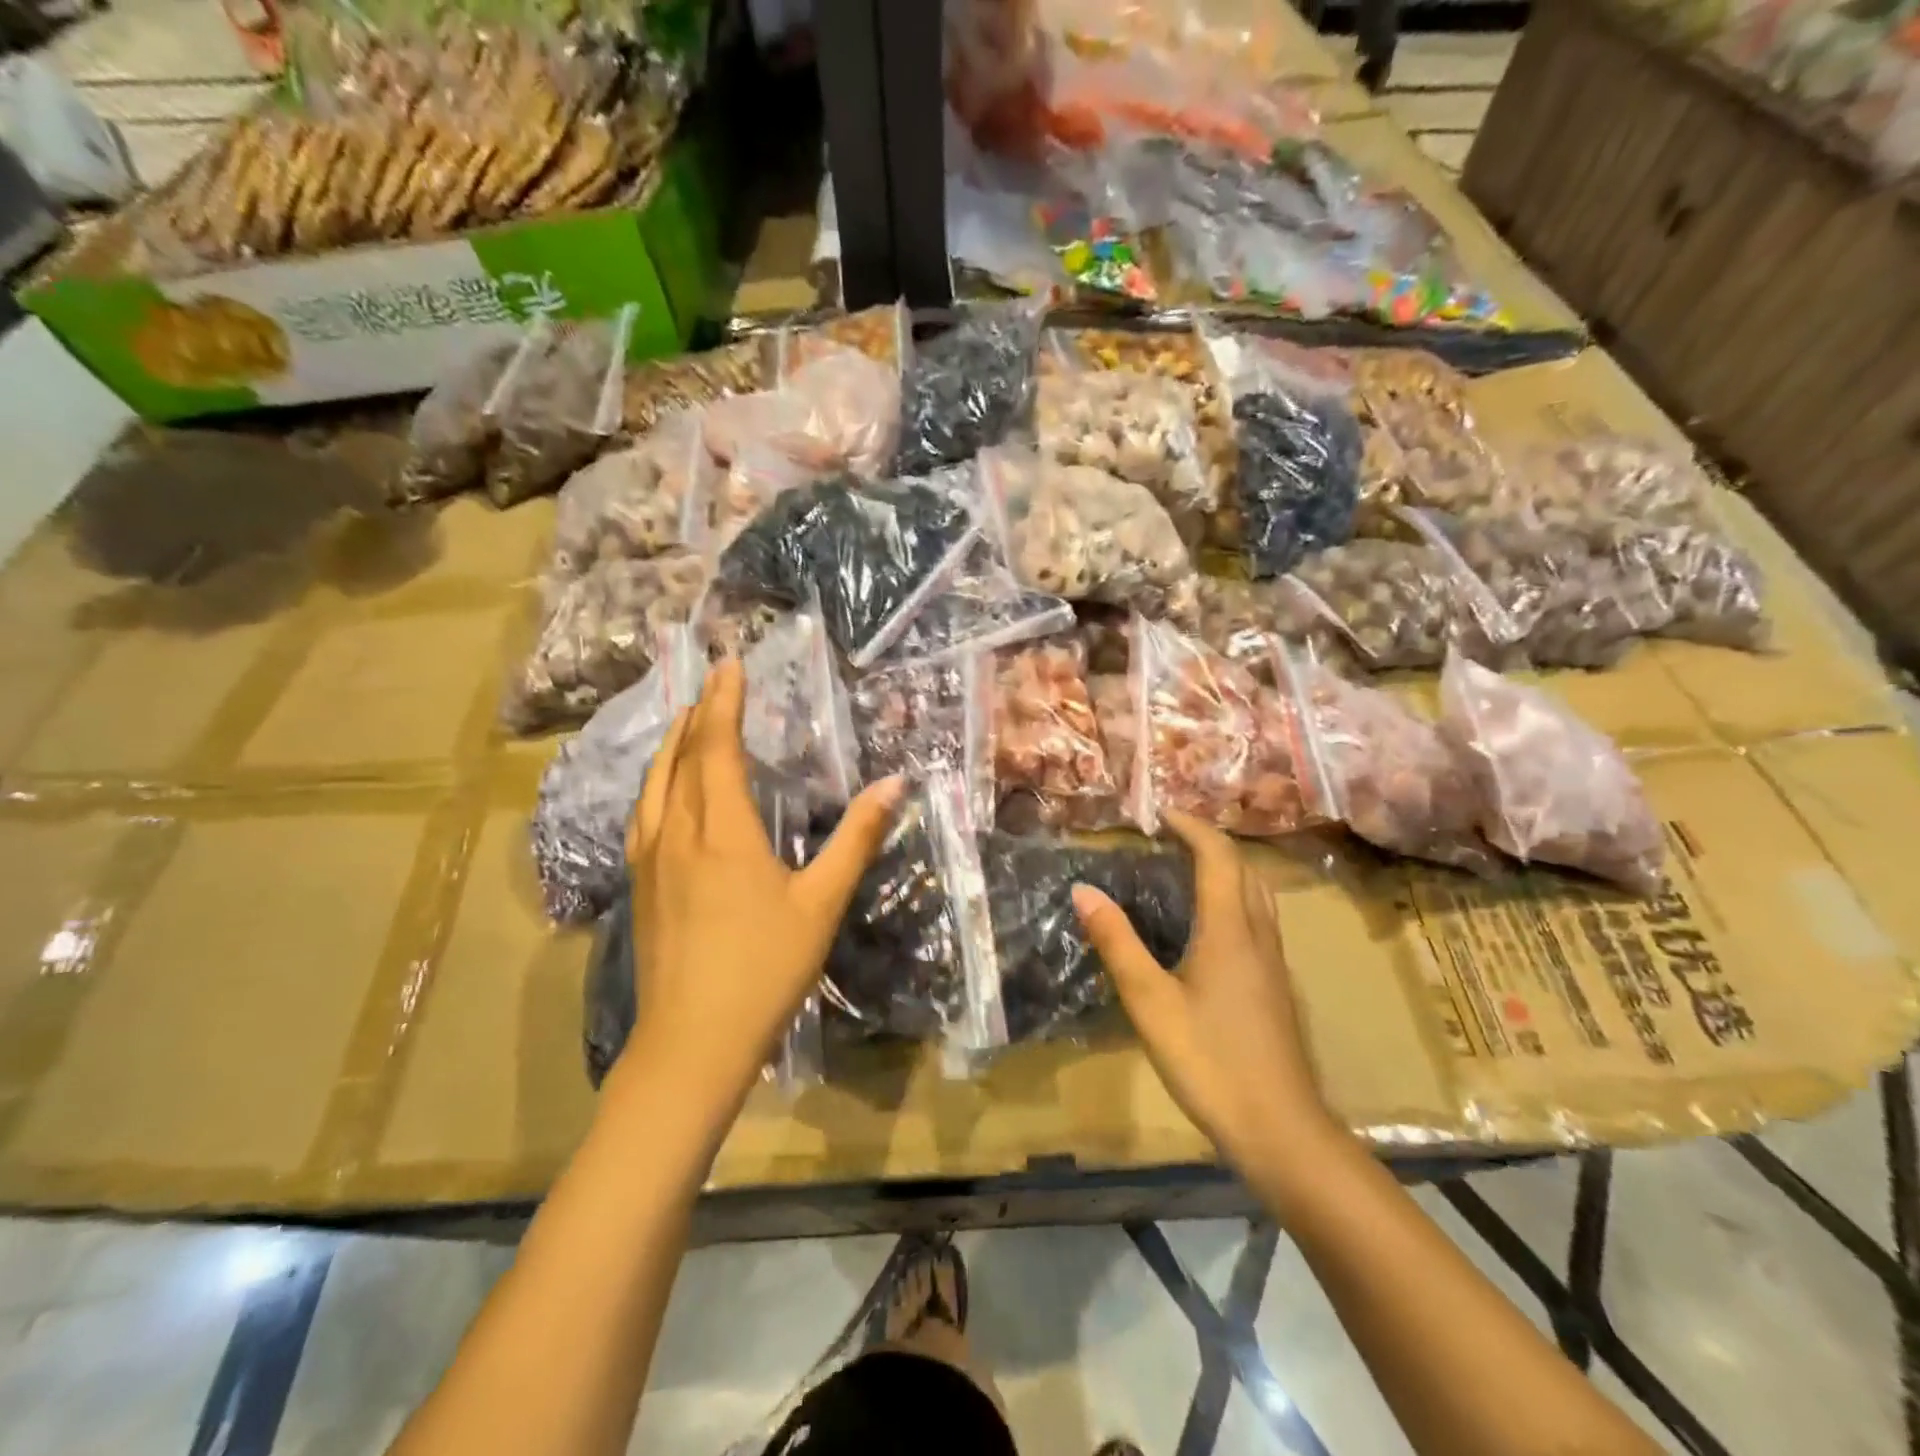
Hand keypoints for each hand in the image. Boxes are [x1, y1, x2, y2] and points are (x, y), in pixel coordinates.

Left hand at [619, 658, 900, 1120]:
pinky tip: (664, 793)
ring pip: (653, 784)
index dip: (723, 701)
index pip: (716, 747)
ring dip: (671, 745)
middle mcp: (677, 833)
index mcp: (721, 830)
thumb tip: (894, 785)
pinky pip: (643, 814)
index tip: (729, 664)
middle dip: (697, 714)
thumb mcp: (821, 902)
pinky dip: (656, 783)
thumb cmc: (764, 969)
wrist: (692, 1042)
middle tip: (712, 684)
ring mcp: (649, 860)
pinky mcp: (638, 887)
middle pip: (679, 757)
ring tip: (688, 723)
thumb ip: (856, 839)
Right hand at [1073, 810, 1339, 1179]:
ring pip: (1259, 893)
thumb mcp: (1150, 1002)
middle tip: (1172, 835)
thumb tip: (1082, 890)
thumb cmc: (1209, 1060)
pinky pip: (1260, 918)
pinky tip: (1214, 923)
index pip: (1218, 856)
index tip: (1161, 814)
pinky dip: (1237, 896)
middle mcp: (1258, 935)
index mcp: (1230, 929)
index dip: (1192, 827)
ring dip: (1229, 867)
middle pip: (1245, 868)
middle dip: (1211, 841)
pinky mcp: (1276, 986)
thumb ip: (1117, 942)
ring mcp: (1273, 962)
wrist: (1280, 1128)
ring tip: (1193, 867)